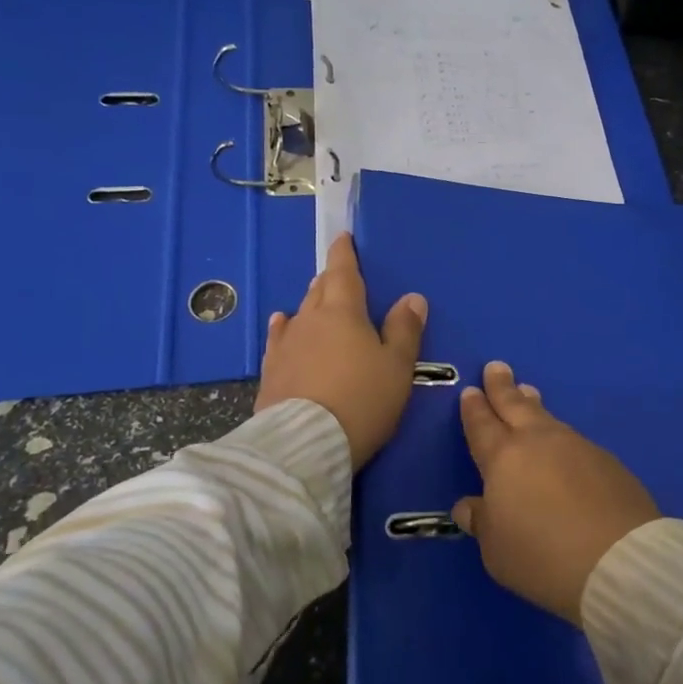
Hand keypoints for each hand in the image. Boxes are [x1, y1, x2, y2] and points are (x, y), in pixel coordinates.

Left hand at [254, 233, 427, 468]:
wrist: (304, 445)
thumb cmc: (361, 400)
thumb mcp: (396, 367)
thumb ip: (404, 330)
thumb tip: (412, 297)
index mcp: (343, 312)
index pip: (343, 273)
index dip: (344, 254)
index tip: (343, 238)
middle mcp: (310, 320)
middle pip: (320, 291)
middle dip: (330, 280)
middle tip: (338, 275)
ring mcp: (286, 346)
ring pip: (300, 314)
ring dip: (310, 304)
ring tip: (317, 298)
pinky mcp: (271, 372)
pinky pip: (280, 339)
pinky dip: (285, 328)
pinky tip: (282, 323)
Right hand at [452, 363, 660, 624]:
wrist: (618, 559)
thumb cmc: (542, 556)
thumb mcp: (497, 550)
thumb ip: (482, 522)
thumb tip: (469, 506)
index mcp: (503, 458)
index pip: (482, 425)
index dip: (474, 408)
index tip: (471, 390)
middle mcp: (538, 442)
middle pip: (515, 406)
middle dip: (502, 387)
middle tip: (496, 367)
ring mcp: (575, 446)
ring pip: (547, 417)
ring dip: (533, 404)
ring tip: (527, 393)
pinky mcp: (605, 460)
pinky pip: (572, 438)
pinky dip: (559, 434)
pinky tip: (561, 443)